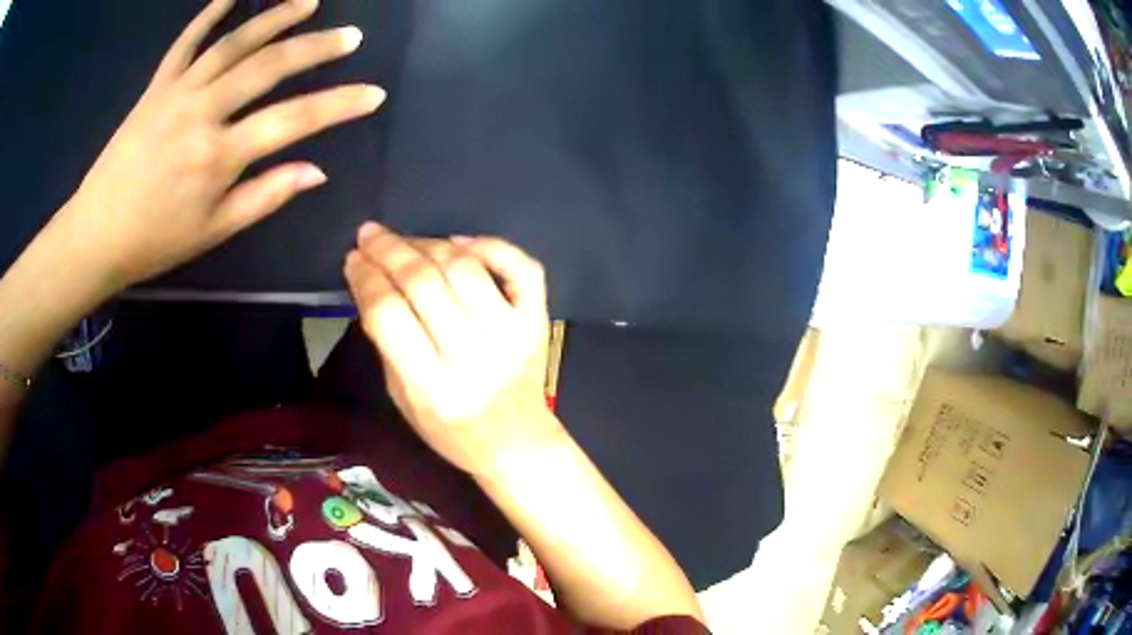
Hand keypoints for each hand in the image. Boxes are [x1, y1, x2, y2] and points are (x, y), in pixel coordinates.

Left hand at [51, 0, 384, 294]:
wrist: (94, 235)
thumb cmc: (154, 241)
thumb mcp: (212, 231)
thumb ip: (265, 196)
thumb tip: (316, 172)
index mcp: (218, 156)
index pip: (293, 120)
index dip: (338, 105)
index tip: (374, 94)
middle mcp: (202, 112)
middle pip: (269, 66)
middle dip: (316, 47)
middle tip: (351, 36)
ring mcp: (177, 92)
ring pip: (234, 43)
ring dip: (275, 17)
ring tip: (309, 1)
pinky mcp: (156, 86)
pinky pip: (186, 41)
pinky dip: (210, 14)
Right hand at [344, 223, 562, 476]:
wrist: (516, 441)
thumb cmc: (451, 430)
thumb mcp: (403, 397)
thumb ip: (387, 343)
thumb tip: (371, 281)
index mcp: (432, 386)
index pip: (389, 314)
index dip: (366, 277)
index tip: (353, 258)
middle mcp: (473, 355)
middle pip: (423, 283)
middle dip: (389, 250)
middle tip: (370, 234)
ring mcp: (511, 334)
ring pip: (464, 267)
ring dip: (428, 243)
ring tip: (405, 241)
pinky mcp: (537, 320)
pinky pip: (520, 267)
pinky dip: (490, 245)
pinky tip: (461, 243)